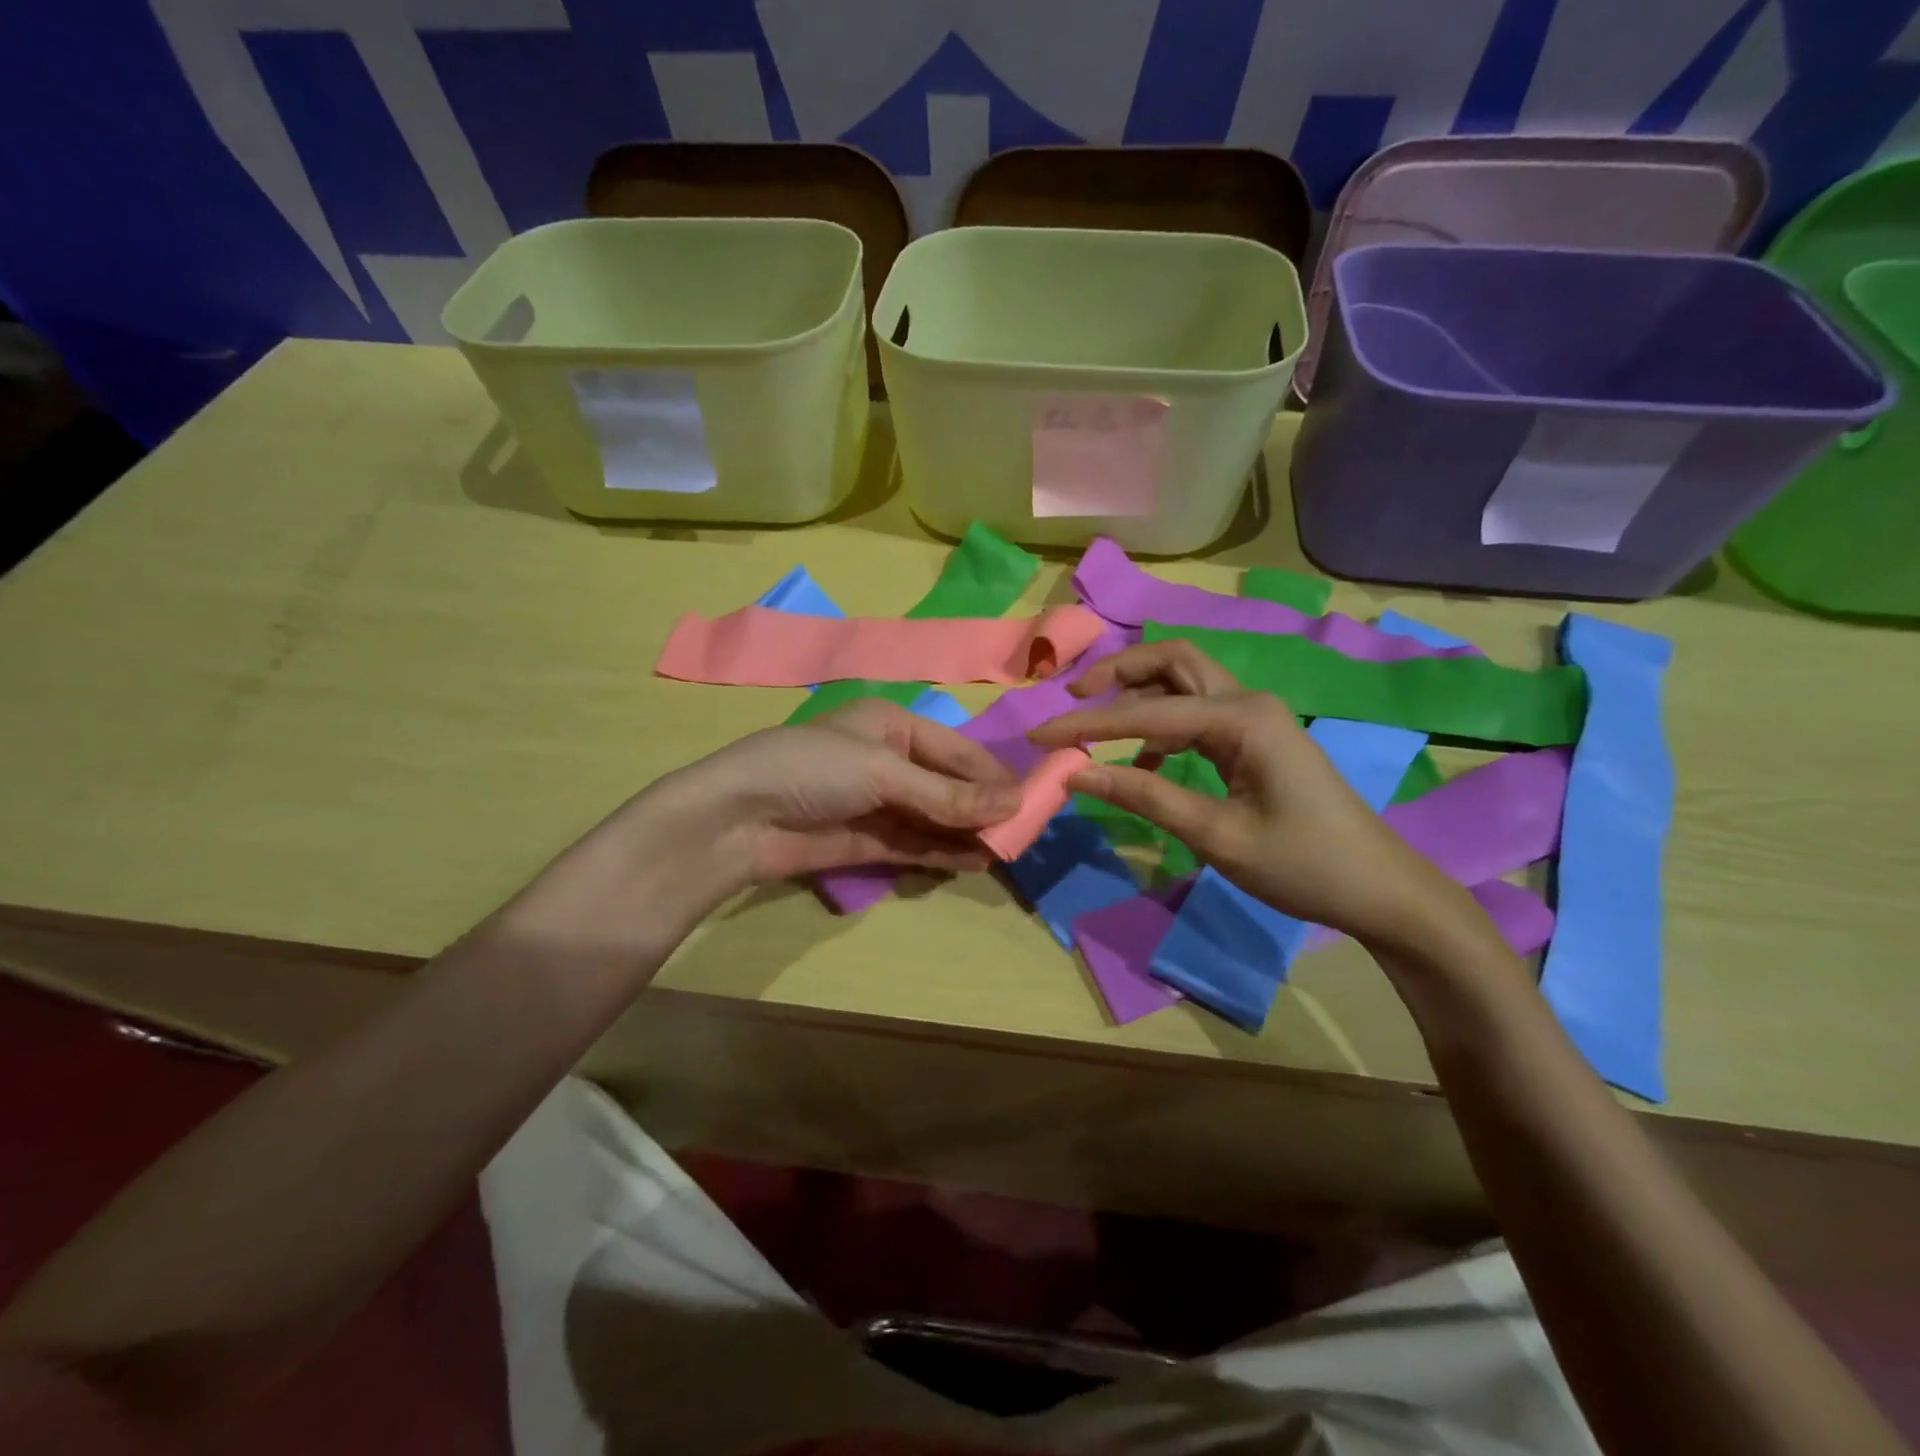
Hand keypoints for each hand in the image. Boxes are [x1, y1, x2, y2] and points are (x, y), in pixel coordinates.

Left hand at [651, 698, 1021, 886]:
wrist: (736, 819)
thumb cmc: (812, 769)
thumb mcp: (883, 771)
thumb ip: (946, 794)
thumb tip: (1013, 804)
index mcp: (890, 725)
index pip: (955, 748)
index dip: (992, 773)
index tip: (1032, 797)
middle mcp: (888, 761)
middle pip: (948, 784)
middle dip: (984, 805)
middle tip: (1027, 829)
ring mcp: (877, 804)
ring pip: (935, 818)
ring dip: (968, 832)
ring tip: (1010, 849)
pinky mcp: (866, 842)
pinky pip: (915, 845)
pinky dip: (944, 853)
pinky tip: (977, 861)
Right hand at [1031, 641, 1474, 949]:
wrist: (1379, 889)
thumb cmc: (1302, 865)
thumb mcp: (1216, 835)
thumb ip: (1144, 795)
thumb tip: (1076, 772)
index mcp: (1241, 718)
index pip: (1146, 712)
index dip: (1086, 724)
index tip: (1038, 736)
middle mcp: (1247, 701)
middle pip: (1172, 660)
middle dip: (1118, 671)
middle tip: (1073, 695)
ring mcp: (1255, 717)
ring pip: (1184, 683)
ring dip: (1137, 695)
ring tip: (1094, 727)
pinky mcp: (1256, 738)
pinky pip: (1197, 714)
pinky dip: (1161, 726)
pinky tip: (1144, 762)